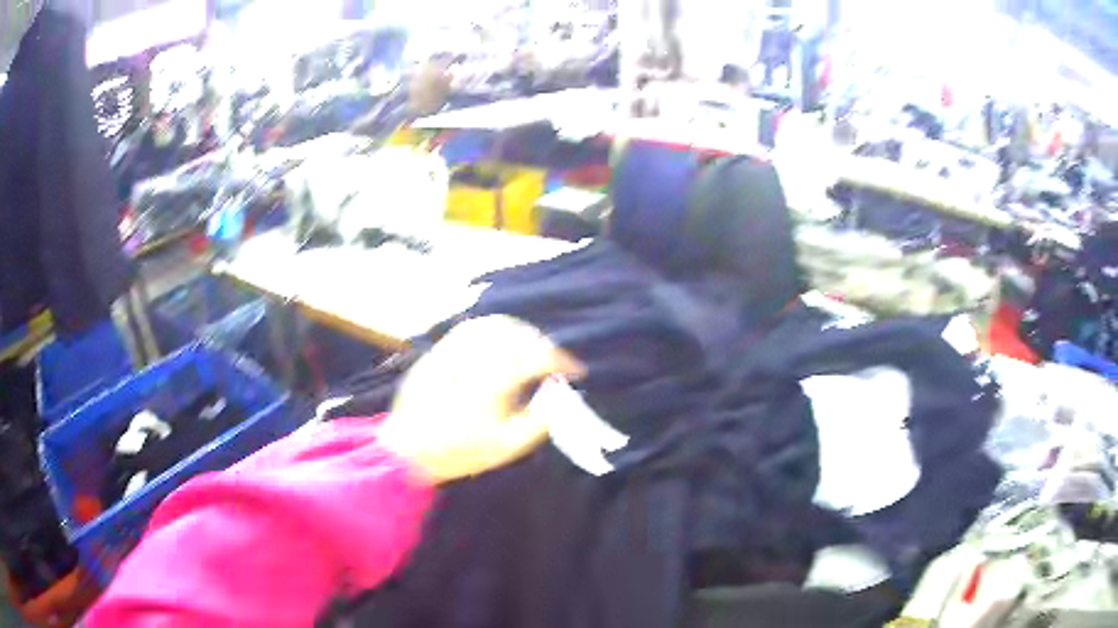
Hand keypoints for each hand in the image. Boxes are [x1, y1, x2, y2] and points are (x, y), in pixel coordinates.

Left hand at [379, 316, 584, 483]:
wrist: (407, 451)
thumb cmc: (459, 452)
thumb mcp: (507, 447)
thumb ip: (539, 421)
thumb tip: (560, 396)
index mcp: (492, 383)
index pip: (536, 357)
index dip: (562, 361)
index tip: (575, 371)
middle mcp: (472, 359)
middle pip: (516, 334)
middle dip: (543, 343)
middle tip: (554, 361)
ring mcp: (451, 351)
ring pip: (493, 325)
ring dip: (519, 331)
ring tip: (532, 347)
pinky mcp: (437, 352)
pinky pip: (469, 328)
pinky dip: (493, 329)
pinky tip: (500, 343)